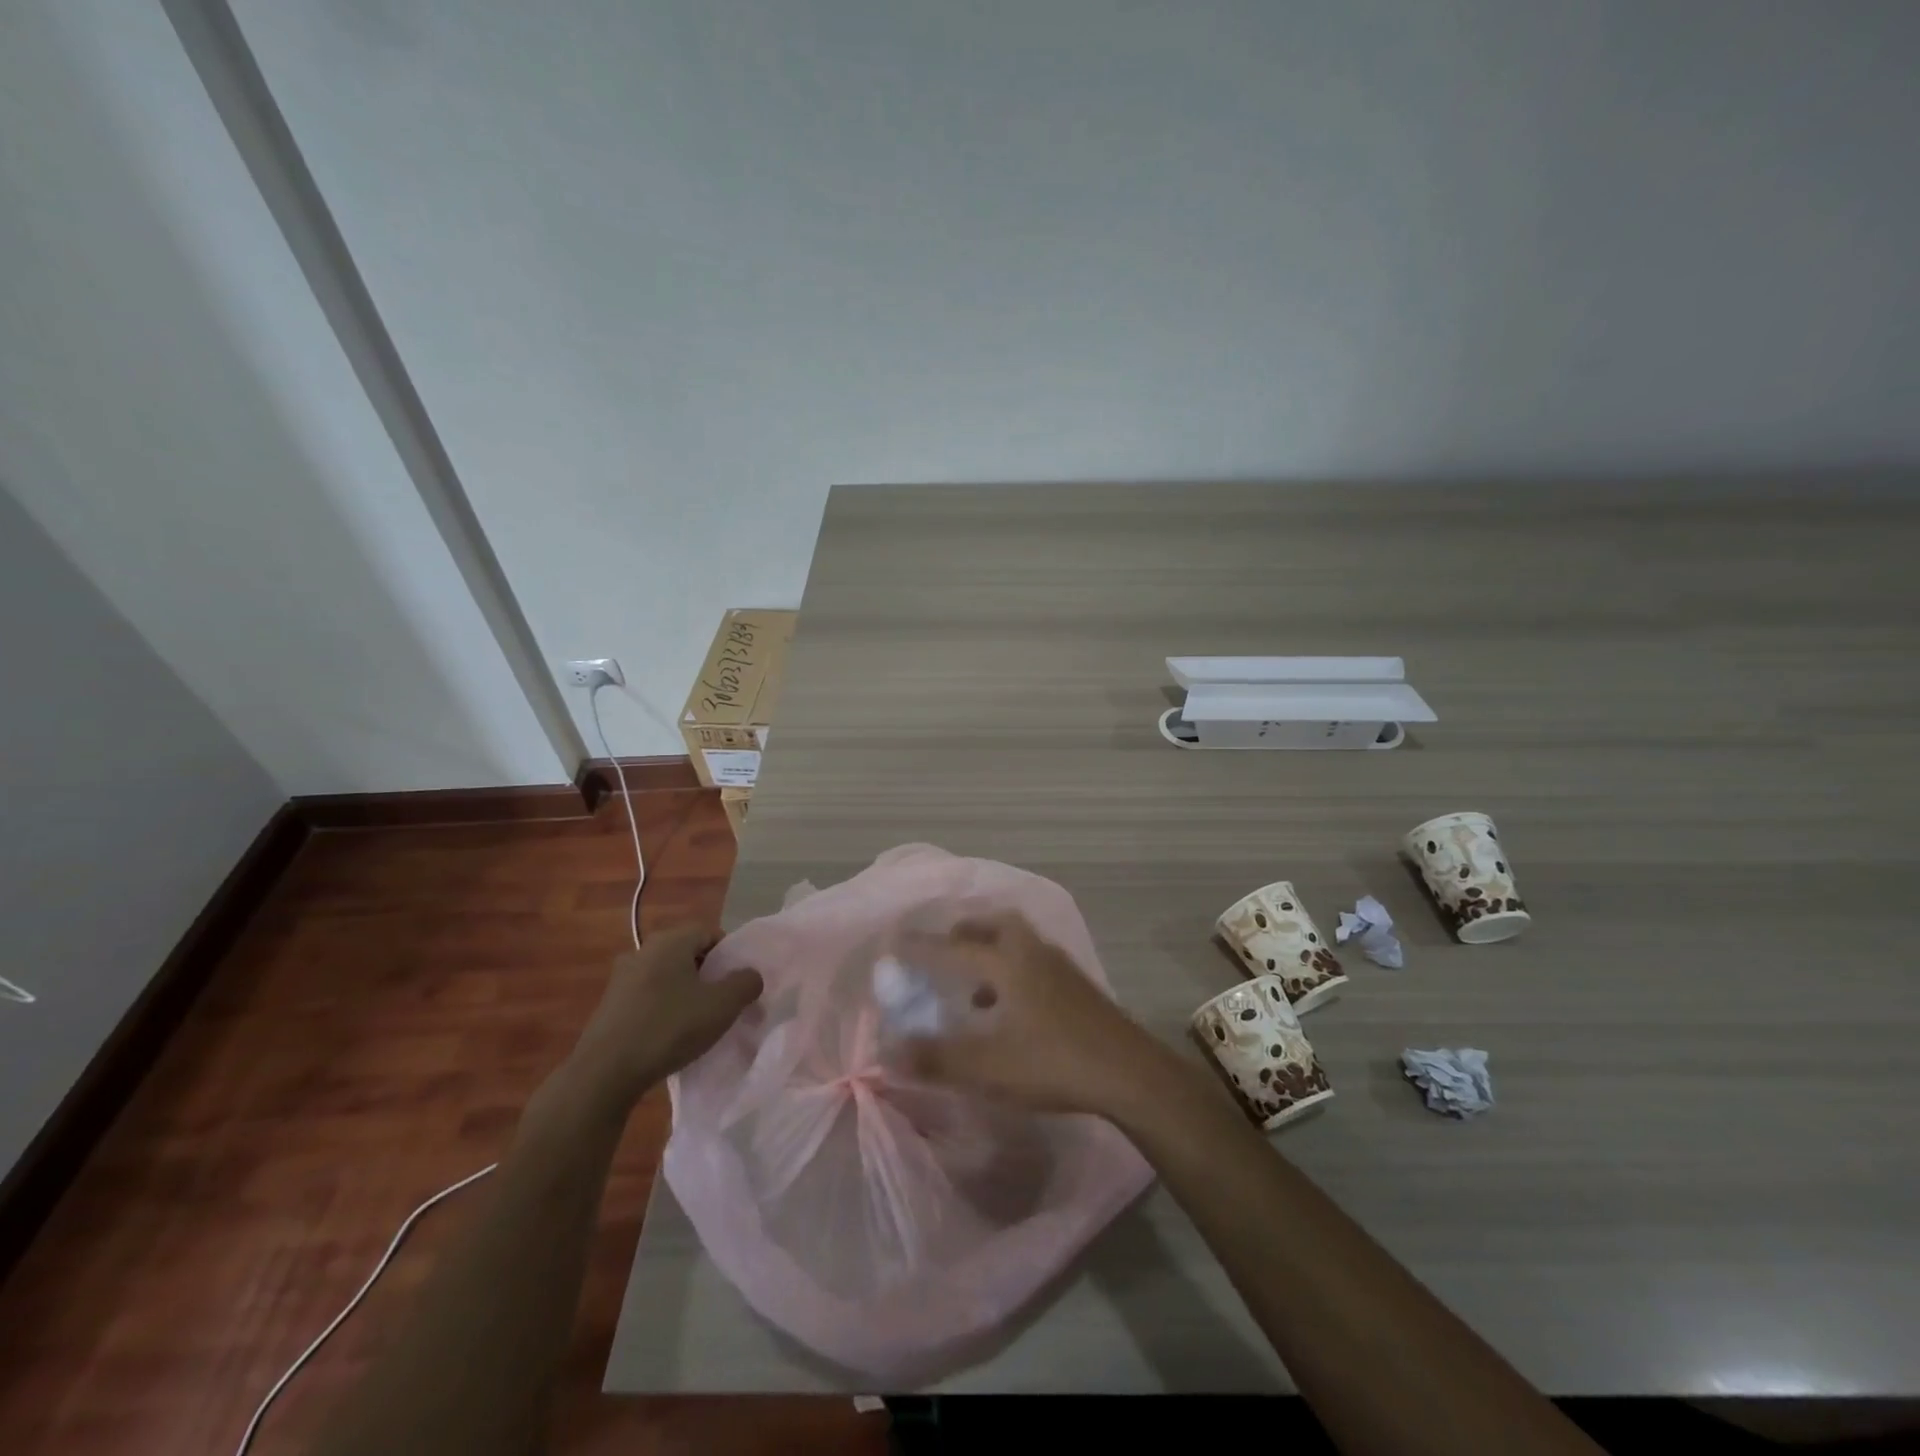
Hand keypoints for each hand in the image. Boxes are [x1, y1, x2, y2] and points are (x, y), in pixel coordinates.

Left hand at [567, 923, 762, 1109]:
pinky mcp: (609, 1005)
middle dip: (707, 974)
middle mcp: (643, 950)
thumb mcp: (723, 1006)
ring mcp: (622, 978)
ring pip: (666, 976)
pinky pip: (647, 997)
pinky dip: (662, 1009)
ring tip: (696, 1022)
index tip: (737, 982)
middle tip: (721, 1002)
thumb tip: (750, 975)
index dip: (729, 954)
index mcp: (670, 940)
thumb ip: (746, 983)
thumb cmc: (669, 1028)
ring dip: (684, 993)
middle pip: (687, 953)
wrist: (604, 1073)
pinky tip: (668, 1036)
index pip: (709, 932)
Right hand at [895, 912, 1164, 1116]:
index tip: (896, 942)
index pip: (953, 948)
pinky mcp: (1077, 985)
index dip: (922, 947)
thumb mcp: (988, 1067)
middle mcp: (1032, 953)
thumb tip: (889, 1053)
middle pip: (995, 925)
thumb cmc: (1053, 1063)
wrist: (1129, 1071)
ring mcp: (1060, 966)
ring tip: (973, 985)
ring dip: (992, 951)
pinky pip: (1035, 961)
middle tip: (946, 949)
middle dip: (966, 932)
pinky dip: (1013, 971)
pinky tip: (1011, 1008)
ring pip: (1019, 941)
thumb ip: (937, 1059)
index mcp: (1007, 963)